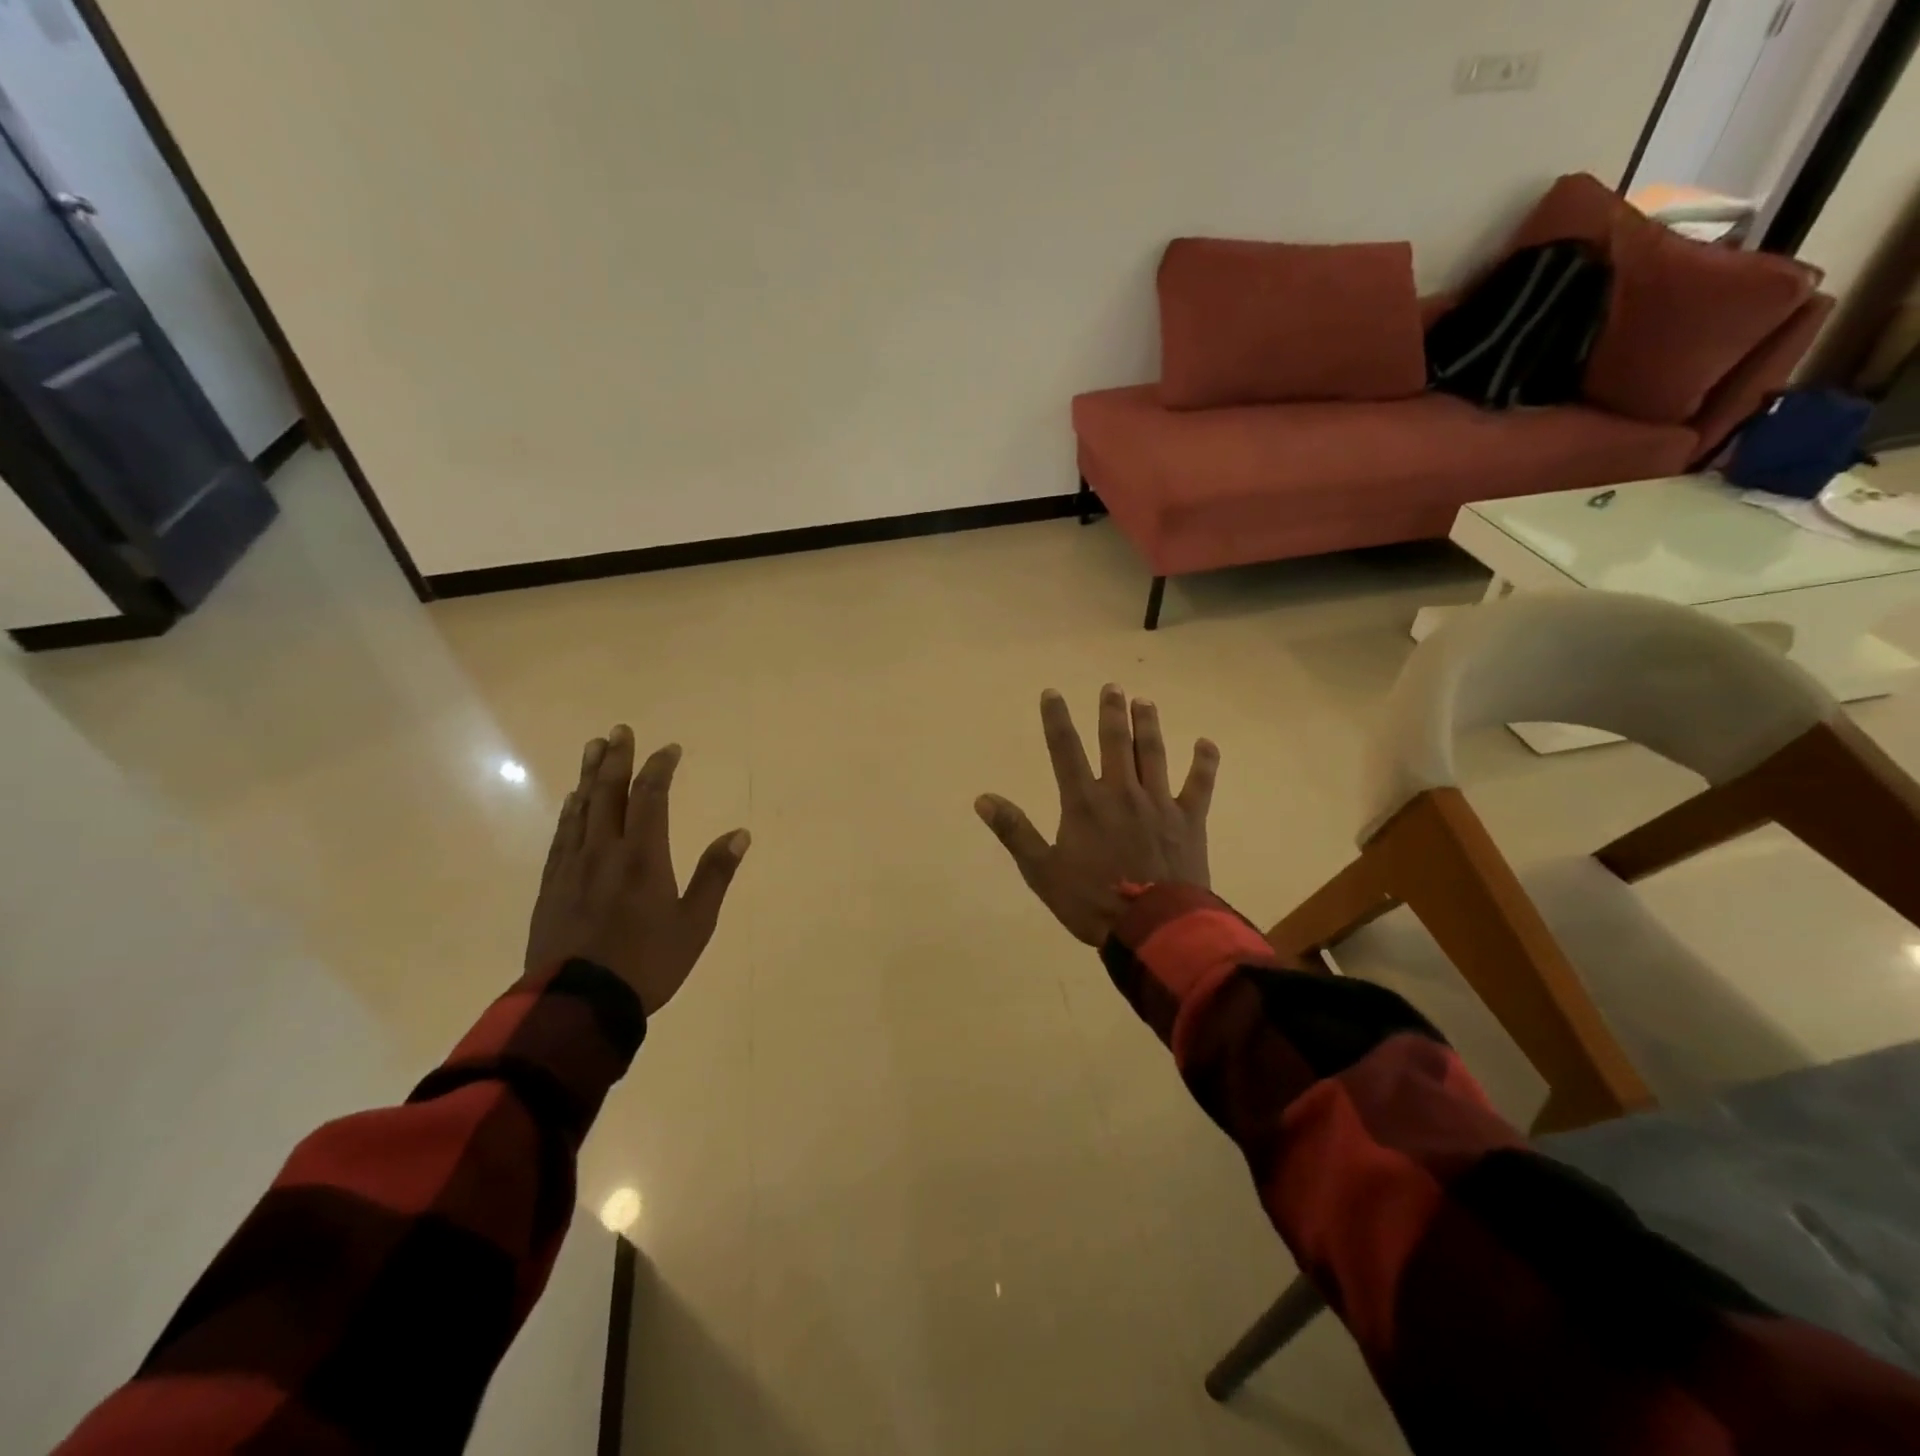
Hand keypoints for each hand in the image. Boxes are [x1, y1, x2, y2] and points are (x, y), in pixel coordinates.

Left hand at [525, 725, 749, 1015]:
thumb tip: (740, 834)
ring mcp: (573, 867)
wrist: (578, 1004)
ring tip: (592, 750)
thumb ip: (715, 875)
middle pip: (608, 793)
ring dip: (589, 776)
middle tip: (618, 730)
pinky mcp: (552, 886)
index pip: (650, 798)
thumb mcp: (695, 923)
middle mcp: (605, 851)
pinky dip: (570, 812)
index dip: (659, 768)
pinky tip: (572, 803)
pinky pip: (562, 836)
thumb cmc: (647, 963)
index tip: (669, 749)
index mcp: (643, 856)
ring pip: (581, 809)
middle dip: (615, 758)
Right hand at [975, 685, 1218, 945]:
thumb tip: (983, 798)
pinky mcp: (1189, 820)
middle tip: (1112, 687)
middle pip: (1115, 742)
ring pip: (1153, 754)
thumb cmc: (1092, 902)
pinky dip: (1204, 763)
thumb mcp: (1042, 872)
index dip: (1056, 719)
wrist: (1154, 928)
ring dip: (1148, 725)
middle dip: (1111, 712)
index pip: (1065, 750)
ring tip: (1145, 702)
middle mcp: (1121, 792)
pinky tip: (1205, 743)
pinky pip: (1200, 784)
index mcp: (1084, 803)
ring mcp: (1159, 804)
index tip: (1052, 693)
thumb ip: (1015, 832)